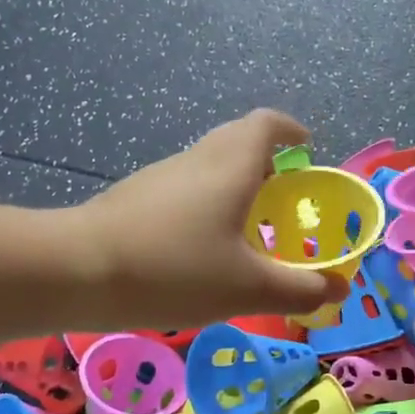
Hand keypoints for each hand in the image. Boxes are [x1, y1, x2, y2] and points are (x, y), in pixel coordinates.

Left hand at [72, 110, 348, 329]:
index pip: (267, 124)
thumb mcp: (247, 288)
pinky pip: (184, 189)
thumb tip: (339, 290)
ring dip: (235, 186)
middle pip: (238, 141)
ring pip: (209, 167)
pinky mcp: (135, 198)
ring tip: (248, 231)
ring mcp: (160, 177)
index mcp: (231, 166)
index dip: (291, 131)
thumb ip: (298, 289)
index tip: (307, 149)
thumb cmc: (174, 270)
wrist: (75, 271)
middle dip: (268, 163)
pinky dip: (205, 205)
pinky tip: (201, 249)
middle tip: (285, 200)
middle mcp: (197, 160)